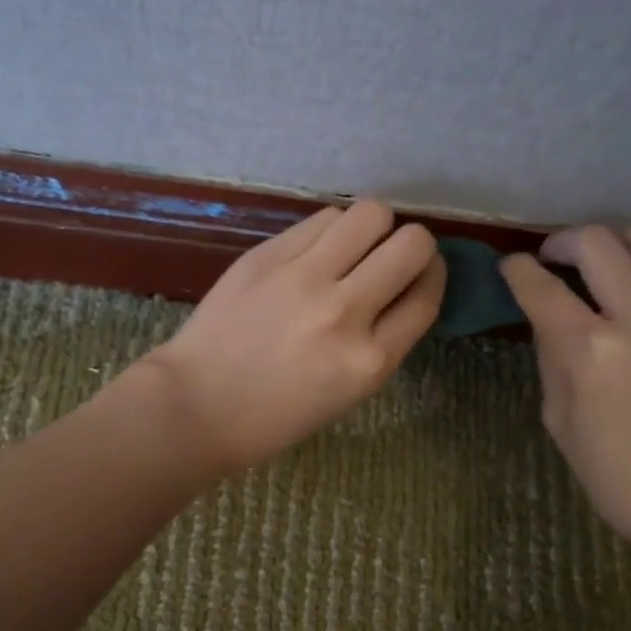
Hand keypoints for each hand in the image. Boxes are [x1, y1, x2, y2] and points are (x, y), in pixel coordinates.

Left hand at [138, 200, 444, 472]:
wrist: (197, 404)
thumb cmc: (275, 415)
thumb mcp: (348, 393)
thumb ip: (382, 341)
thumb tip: (404, 288)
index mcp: (369, 361)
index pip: (426, 295)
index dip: (433, 275)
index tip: (422, 272)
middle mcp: (345, 312)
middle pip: (412, 243)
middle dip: (413, 245)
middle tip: (391, 256)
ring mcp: (303, 278)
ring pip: (370, 214)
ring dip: (373, 228)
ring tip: (353, 247)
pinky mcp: (268, 255)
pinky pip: (322, 219)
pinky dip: (331, 229)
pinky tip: (317, 249)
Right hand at [500, 224, 630, 551]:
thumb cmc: (618, 475)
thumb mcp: (560, 420)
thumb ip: (551, 358)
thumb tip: (547, 319)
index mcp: (591, 351)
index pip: (541, 286)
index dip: (517, 269)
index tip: (510, 267)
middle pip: (597, 241)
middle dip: (562, 242)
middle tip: (550, 261)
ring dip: (609, 243)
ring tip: (595, 268)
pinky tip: (630, 292)